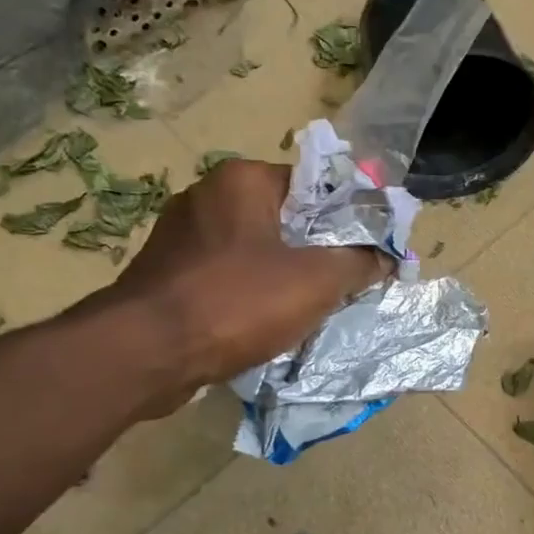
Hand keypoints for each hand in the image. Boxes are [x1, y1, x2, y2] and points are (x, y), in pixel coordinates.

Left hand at [112, 159, 389, 416]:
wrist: (147, 353)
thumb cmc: (237, 302)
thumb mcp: (316, 281)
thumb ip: (358, 262)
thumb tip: (386, 256)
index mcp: (241, 180)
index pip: (313, 186)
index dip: (348, 218)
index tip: (369, 251)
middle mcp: (206, 197)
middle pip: (284, 219)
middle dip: (317, 252)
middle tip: (346, 284)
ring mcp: (180, 237)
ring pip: (254, 252)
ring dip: (284, 278)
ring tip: (312, 309)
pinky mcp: (166, 275)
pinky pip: (225, 278)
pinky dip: (249, 296)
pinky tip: (266, 325)